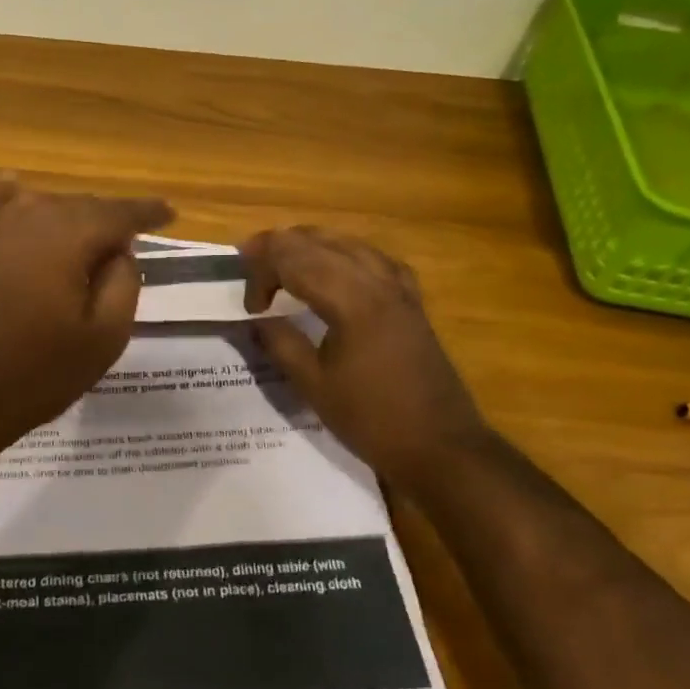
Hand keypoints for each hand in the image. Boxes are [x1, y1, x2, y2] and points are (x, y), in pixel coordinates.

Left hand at [0, 180, 172, 461]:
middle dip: (106, 218)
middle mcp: (28, 219)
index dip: (147, 212)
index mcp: (68, 240)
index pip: (118, 213)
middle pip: (78, 205)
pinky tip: (13, 191)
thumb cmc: (36, 375)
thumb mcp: (103, 340)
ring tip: (82, 234)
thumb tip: (121, 252)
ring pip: (37, 202)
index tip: (169, 213)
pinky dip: (3, 194)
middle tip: (127, 237)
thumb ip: (123, 285)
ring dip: (65, 214)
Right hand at [240, 227, 489, 493]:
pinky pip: (375, 259)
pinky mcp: (412, 301)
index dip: (262, 272)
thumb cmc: (372, 420)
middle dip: (279, 246)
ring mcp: (399, 289)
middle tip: (249, 261)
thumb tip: (256, 320)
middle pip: (319, 243)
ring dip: (310, 244)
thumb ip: (280, 344)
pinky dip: (346, 254)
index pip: (295, 261)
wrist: (441, 446)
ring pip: (348, 243)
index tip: (248, 305)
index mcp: (351, 302)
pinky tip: (337, 267)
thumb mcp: (314, 386)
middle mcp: (377, 282)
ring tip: (283, 257)